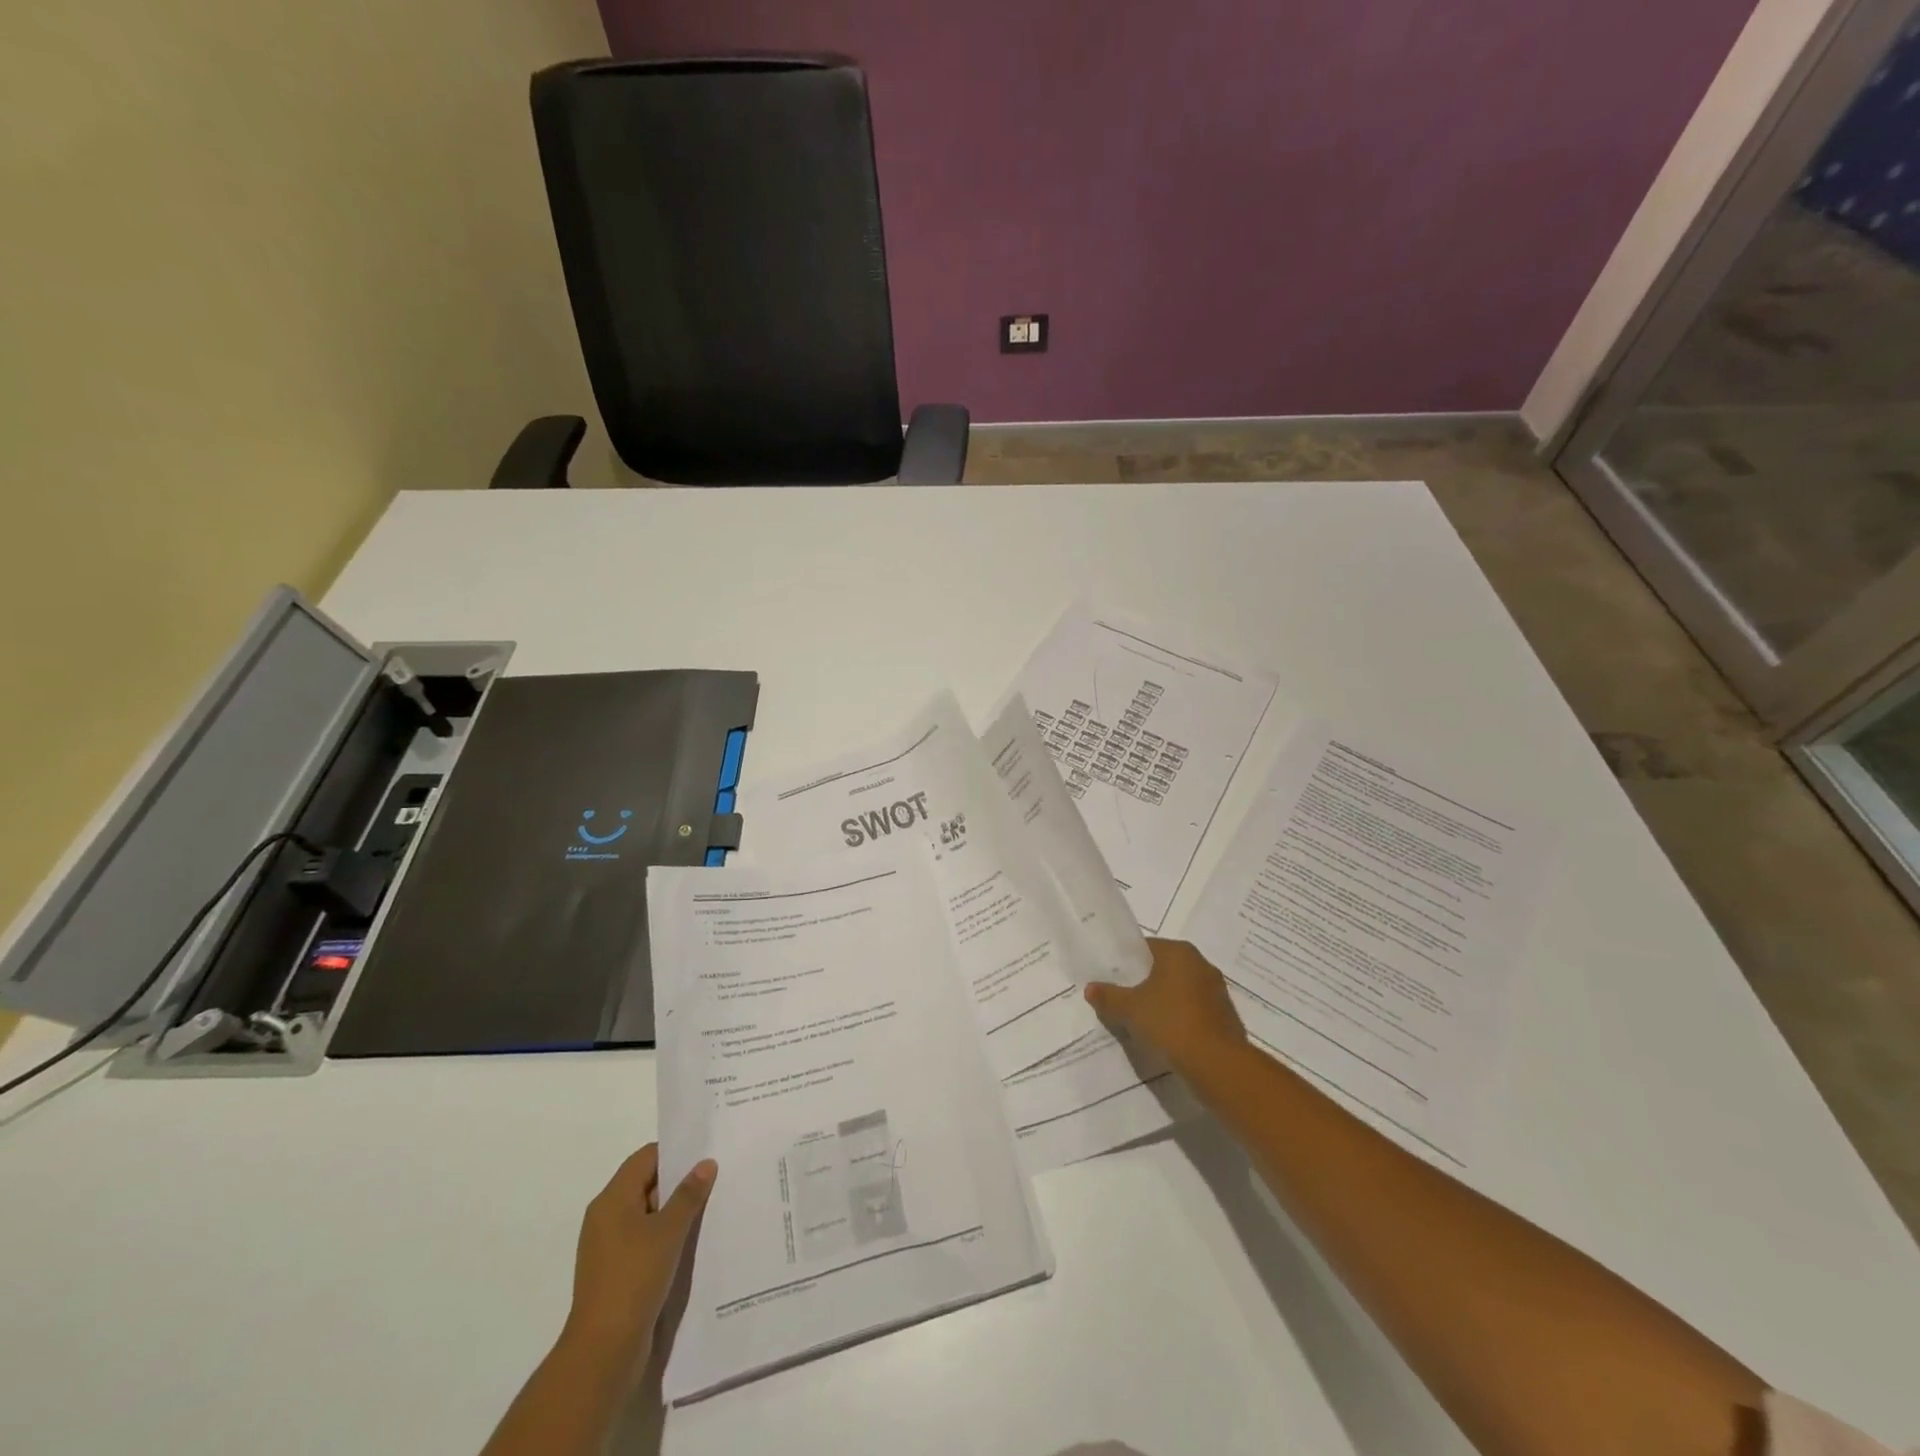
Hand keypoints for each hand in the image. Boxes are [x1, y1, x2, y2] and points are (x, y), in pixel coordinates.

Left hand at [563, 1144, 716, 1364]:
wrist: (603, 1352)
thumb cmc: (634, 1278)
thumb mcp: (668, 1231)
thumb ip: (689, 1194)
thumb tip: (706, 1163)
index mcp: (611, 1200)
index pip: (646, 1158)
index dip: (675, 1153)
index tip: (706, 1153)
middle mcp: (605, 1218)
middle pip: (646, 1184)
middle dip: (678, 1182)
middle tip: (715, 1178)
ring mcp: (608, 1248)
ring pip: (647, 1214)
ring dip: (674, 1212)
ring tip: (709, 1208)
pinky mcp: (615, 1273)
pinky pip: (644, 1240)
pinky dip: (665, 1236)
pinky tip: (690, 1243)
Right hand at [1085, 937, 1245, 1074]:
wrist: (1217, 1064)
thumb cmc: (1170, 1023)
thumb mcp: (1129, 1009)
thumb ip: (1108, 996)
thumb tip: (1090, 988)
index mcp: (1179, 952)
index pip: (1146, 948)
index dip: (1127, 962)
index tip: (1113, 978)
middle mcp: (1201, 964)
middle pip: (1164, 969)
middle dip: (1145, 983)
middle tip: (1124, 999)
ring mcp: (1217, 991)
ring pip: (1180, 991)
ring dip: (1164, 1002)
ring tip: (1142, 1020)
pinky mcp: (1225, 1017)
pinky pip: (1194, 1011)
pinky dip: (1180, 1018)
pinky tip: (1166, 1036)